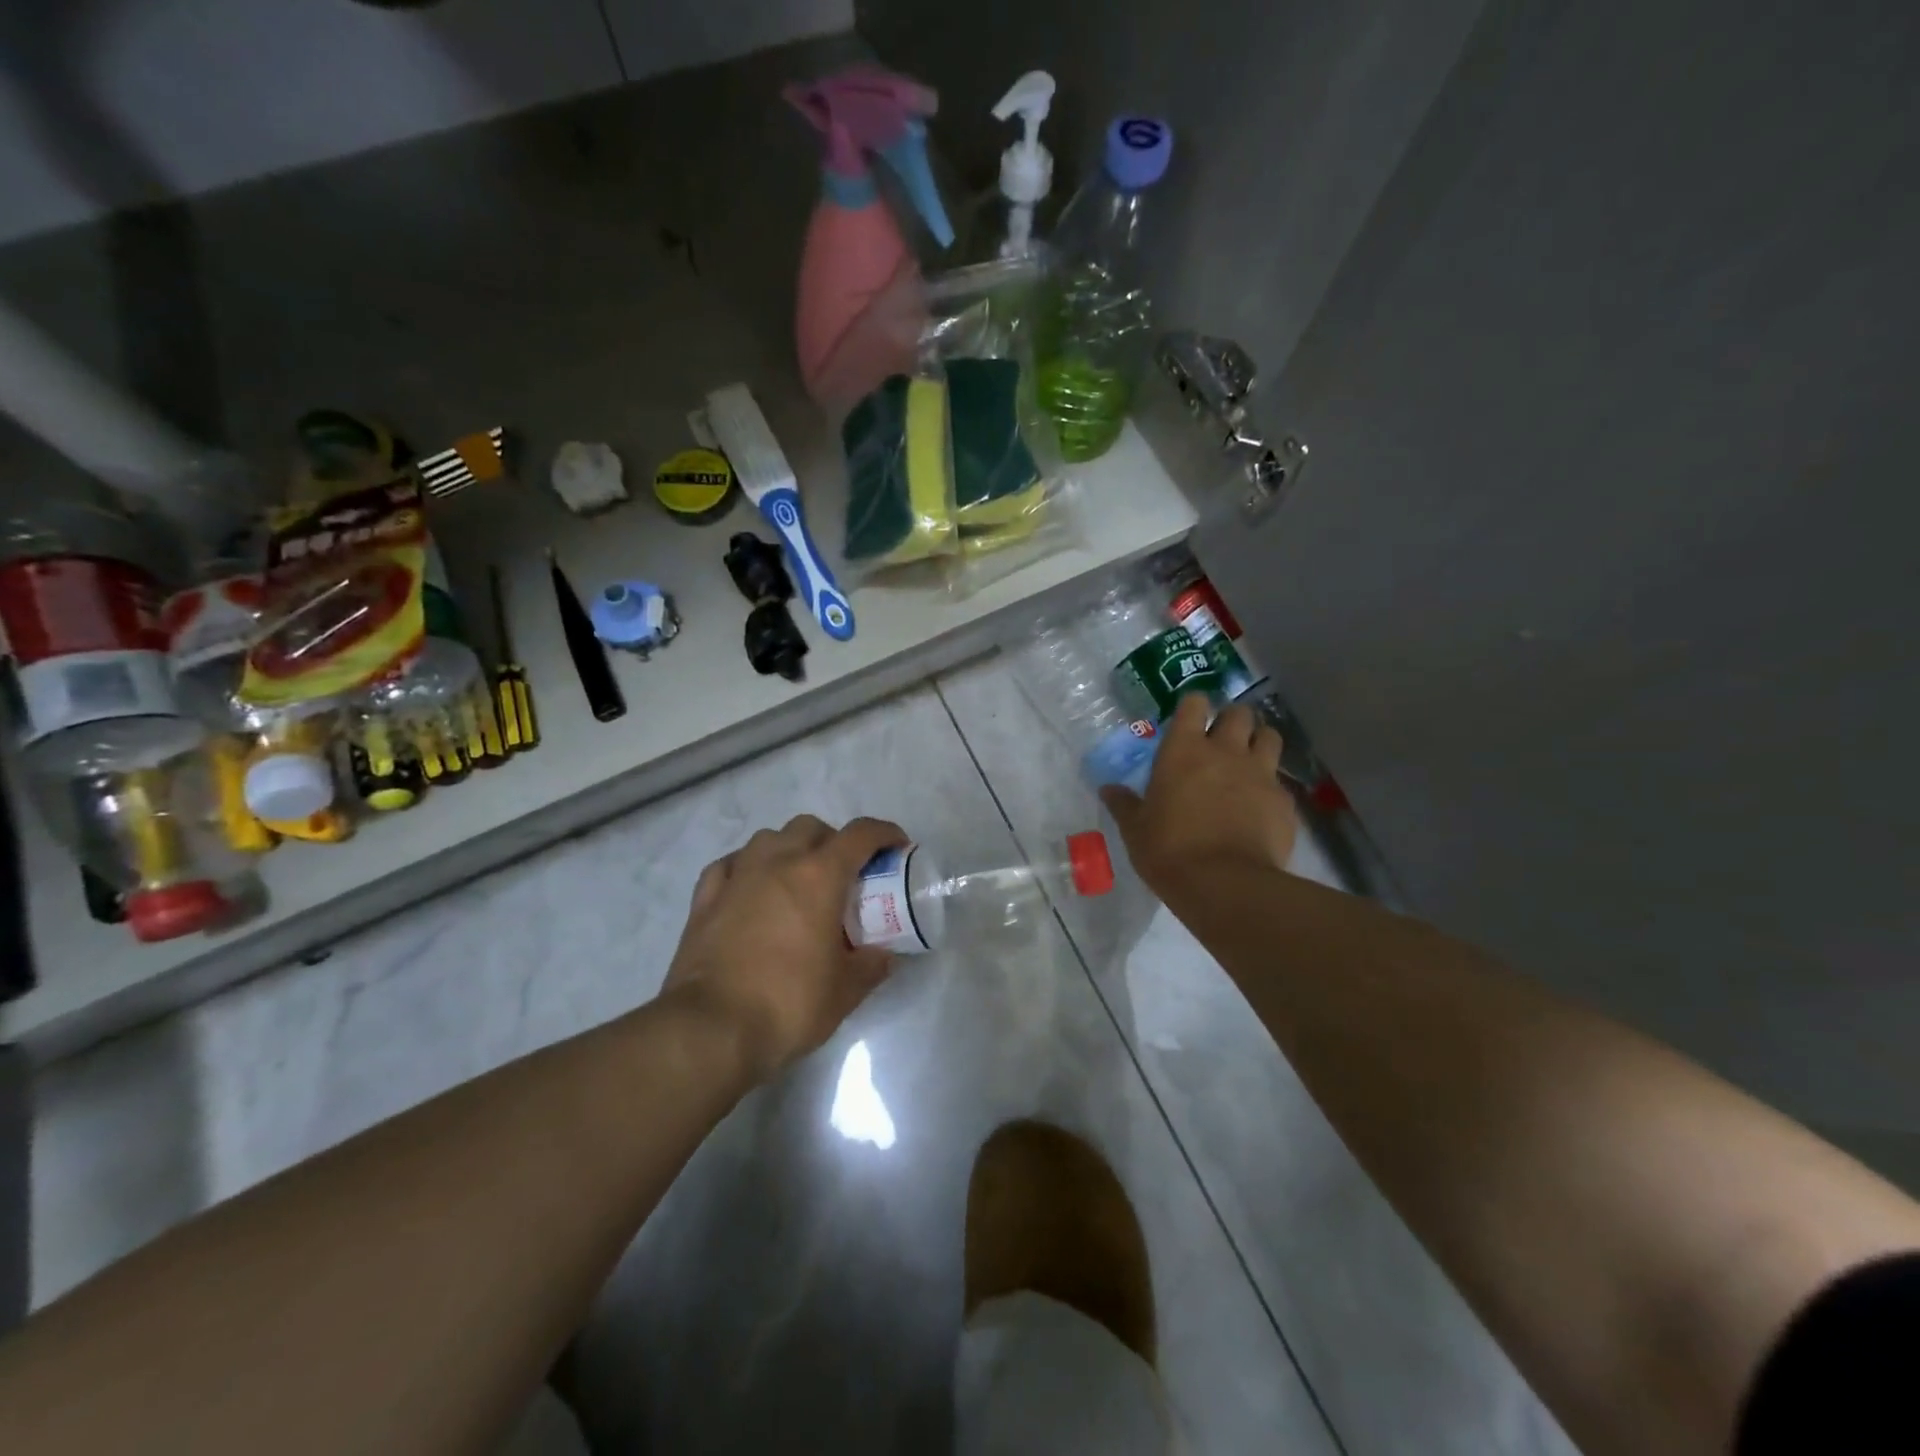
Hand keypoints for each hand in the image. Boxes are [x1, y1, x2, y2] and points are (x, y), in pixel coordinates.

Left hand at [662, 815, 905, 1081]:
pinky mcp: (705, 898)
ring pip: (769, 838)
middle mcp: (778, 862)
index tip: (897, 847)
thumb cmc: (789, 1004)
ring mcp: (737, 876)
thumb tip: (884, 955)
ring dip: (790, 849)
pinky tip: (752, 890)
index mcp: (819, 876)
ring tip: (797, 881)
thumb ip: (871, 965)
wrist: (711, 1029)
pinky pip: (731, 864)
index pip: (860, 834)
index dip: (885, 833)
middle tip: (844, 875)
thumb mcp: (846, 991)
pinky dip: (748, 868)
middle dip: (833, 841)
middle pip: (811, 827)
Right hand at [1100, 695, 1296, 896]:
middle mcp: (1226, 751)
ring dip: (1259, 743)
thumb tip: (1108, 789)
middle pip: (1240, 713)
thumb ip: (1124, 804)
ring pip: (1270, 737)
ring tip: (1248, 762)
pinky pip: (1280, 782)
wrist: (1224, 884)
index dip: (1194, 707)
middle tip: (1221, 740)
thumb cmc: (1169, 850)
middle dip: (1232, 721)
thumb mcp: (1135, 829)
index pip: (1195, 703)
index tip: (1189, 721)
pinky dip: (1270, 788)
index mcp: (1184, 750)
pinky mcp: (1284, 801)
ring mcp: (1260, 773)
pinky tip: (1260, 808)